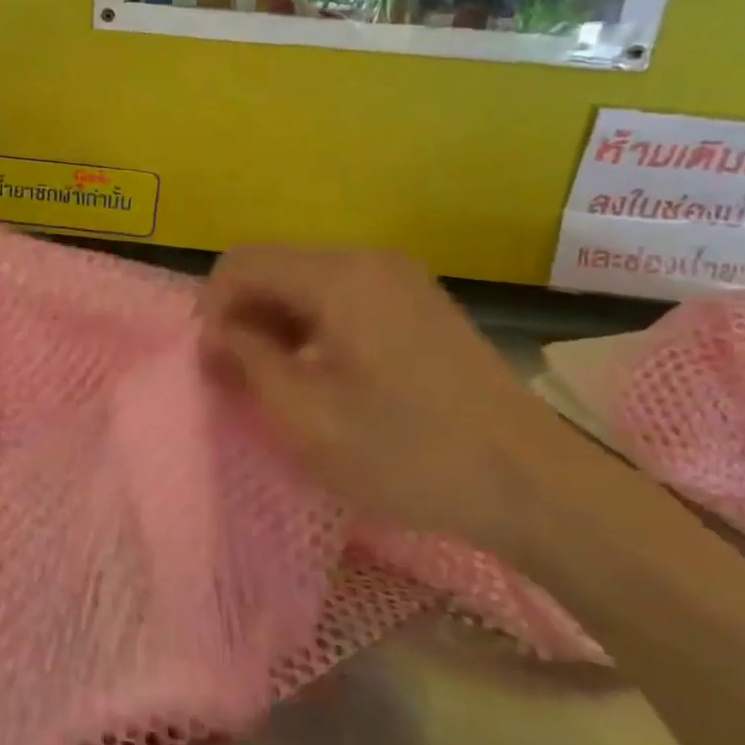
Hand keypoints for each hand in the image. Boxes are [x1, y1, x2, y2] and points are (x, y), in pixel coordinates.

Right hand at [198, 246, 576, 554]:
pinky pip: (342, 298)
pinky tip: (320, 375)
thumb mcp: (306, 415)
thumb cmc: (408, 452)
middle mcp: (368, 260)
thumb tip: (218, 333)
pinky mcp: (419, 304)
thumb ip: (247, 359)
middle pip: (274, 267)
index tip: (213, 366)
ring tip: (274, 382)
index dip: (212, 310)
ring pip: (306, 282)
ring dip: (276, 324)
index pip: (241, 263)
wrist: (532, 484)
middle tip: (237, 379)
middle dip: (242, 317)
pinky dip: (312, 327)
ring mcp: (400, 279)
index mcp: (338, 276)